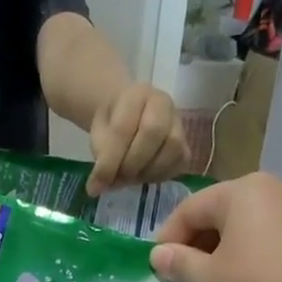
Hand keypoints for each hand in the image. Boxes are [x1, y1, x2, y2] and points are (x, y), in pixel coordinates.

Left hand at [87, 82, 189, 196]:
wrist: (131, 115)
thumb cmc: (113, 123)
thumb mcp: (99, 132)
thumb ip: (100, 155)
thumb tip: (98, 188)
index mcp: (136, 94)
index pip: (123, 129)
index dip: (109, 162)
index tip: (94, 186)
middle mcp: (163, 103)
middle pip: (153, 133)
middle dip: (130, 165)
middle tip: (117, 179)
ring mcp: (179, 124)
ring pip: (171, 150)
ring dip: (146, 173)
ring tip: (129, 178)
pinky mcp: (186, 145)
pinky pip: (178, 165)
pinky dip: (158, 177)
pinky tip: (144, 176)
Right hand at [149, 171, 281, 281]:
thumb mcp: (208, 280)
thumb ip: (179, 264)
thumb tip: (158, 255)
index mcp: (240, 191)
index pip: (189, 208)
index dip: (168, 238)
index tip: (158, 268)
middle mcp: (269, 189)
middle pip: (218, 213)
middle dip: (195, 244)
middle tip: (182, 277)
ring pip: (242, 226)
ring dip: (220, 252)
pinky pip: (265, 238)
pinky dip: (245, 256)